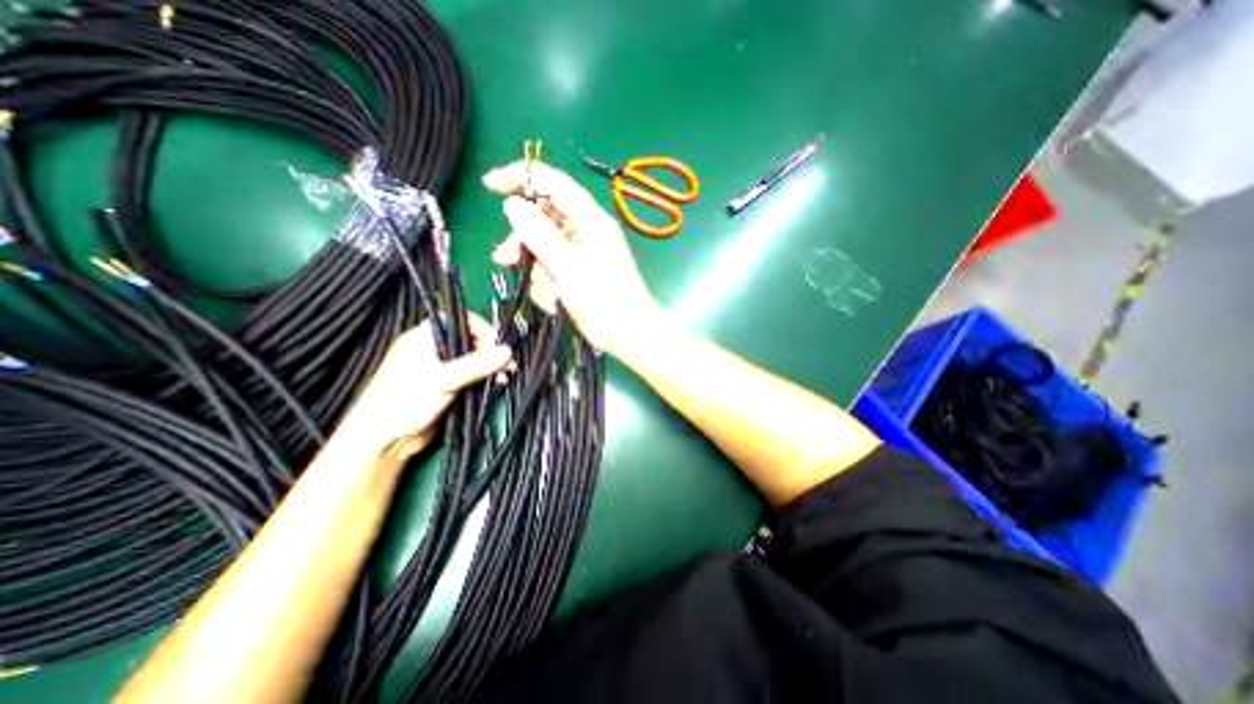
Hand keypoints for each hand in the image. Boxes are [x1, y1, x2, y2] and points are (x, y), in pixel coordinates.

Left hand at [332, 314, 513, 460]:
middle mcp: (434, 349)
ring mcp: (442, 368)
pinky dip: (485, 379)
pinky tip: (496, 385)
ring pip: (474, 359)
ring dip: (491, 367)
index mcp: (424, 338)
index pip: (460, 321)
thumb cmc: (403, 403)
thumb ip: (475, 365)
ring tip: (503, 378)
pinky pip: (473, 376)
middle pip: (471, 340)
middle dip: (491, 351)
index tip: (497, 345)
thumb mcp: (441, 380)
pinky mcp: (448, 386)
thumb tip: (507, 352)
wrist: (384, 442)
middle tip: (506, 365)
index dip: (481, 329)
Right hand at [482, 159, 660, 354]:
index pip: (553, 182)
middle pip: (542, 217)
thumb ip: (539, 234)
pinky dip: (547, 283)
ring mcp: (580, 253)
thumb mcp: (568, 266)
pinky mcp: (577, 273)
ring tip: (542, 291)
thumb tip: (512, 204)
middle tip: (504, 258)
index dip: (521, 177)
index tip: (490, 186)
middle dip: (523, 238)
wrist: (628, 334)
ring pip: (543, 246)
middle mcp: (584, 231)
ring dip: (535, 267)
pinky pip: (551, 268)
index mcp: (589, 219)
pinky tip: (553, 301)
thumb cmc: (604, 300)